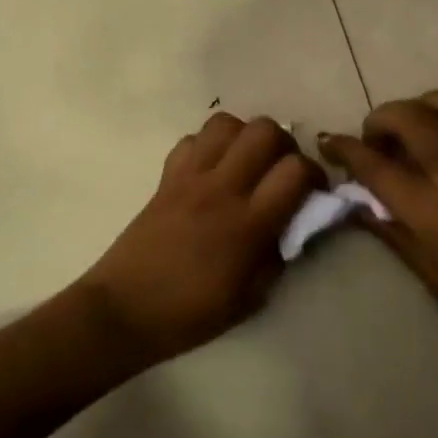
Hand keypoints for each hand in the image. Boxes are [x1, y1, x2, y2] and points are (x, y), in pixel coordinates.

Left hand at [82, 113, 323, 365]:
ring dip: (244, 137)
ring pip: (226, 123)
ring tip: (246, 164)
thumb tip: (293, 226)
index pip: (295, 171)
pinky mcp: (166, 177)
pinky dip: (208, 146)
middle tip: (280, 170)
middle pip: (264, 130)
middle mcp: (222, 189)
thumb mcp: (251, 298)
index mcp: (248, 224)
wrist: (123, 311)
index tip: (313, 191)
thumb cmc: (190, 314)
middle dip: (283, 144)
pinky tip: (211, 171)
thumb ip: (278, 256)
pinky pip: (191, 140)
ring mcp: (190, 178)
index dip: (314, 174)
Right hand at [320, 88, 437, 352]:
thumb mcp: (436, 277)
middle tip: (373, 140)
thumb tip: (357, 205)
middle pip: (407, 116)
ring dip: (418, 105)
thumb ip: (393, 234)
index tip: (328, 143)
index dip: (345, 149)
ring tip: (411, 129)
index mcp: (433, 209)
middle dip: (379, 119)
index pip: (375, 165)